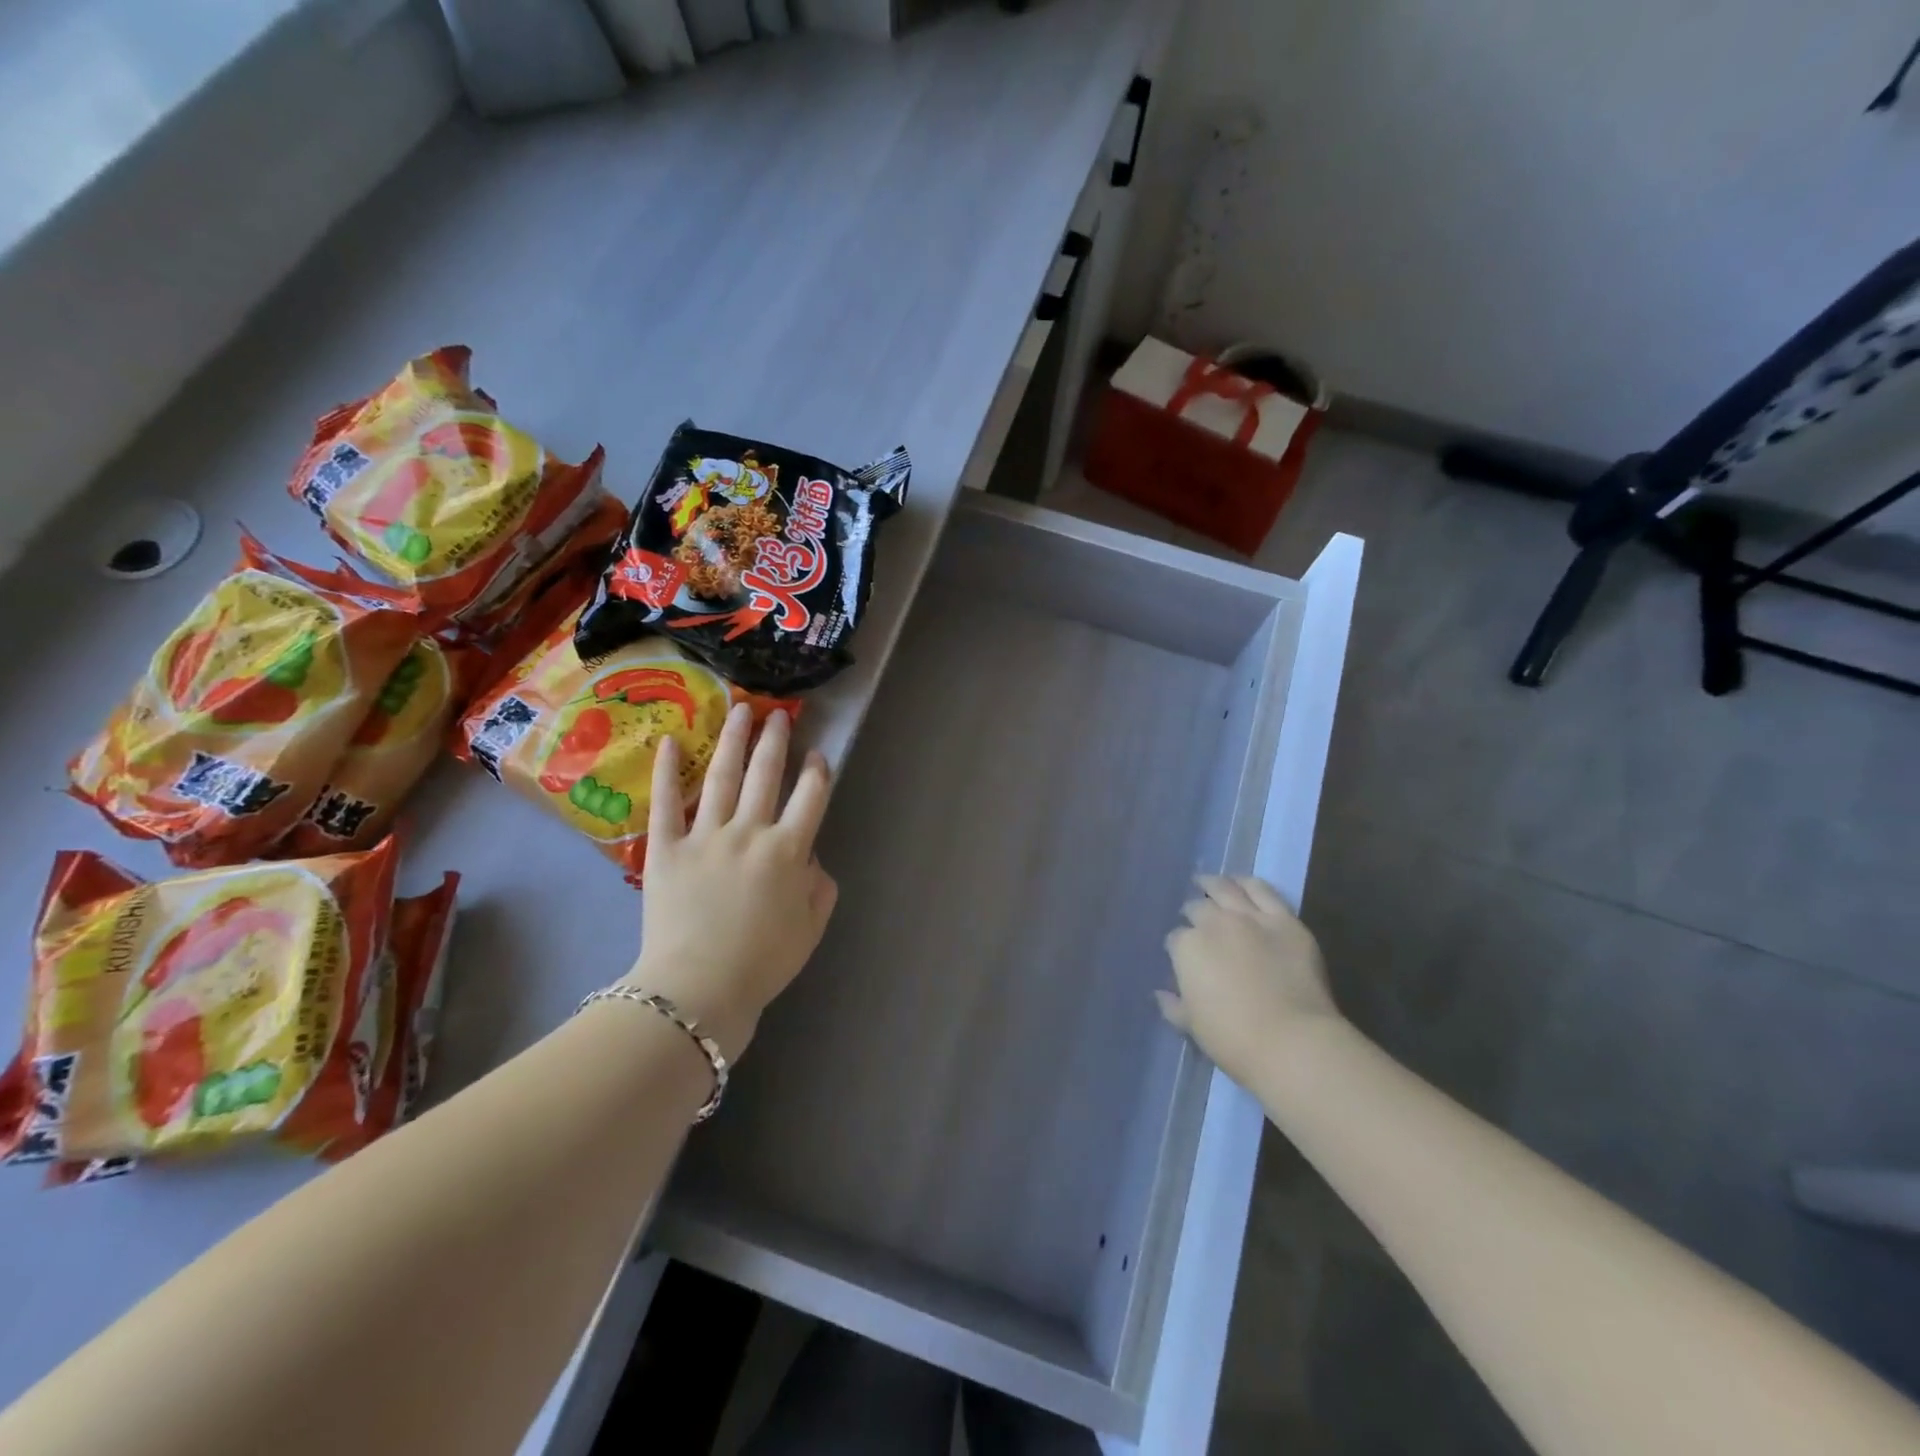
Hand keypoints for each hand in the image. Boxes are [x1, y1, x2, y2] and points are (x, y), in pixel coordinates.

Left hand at [620, 703, 838, 1061]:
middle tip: (778, 713)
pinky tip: (671, 741)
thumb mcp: (810, 928)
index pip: (810, 798)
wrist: (697, 991)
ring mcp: (705, 836)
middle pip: (767, 775)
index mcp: (788, 851)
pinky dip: (668, 771)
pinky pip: (666, 803)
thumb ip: (819, 886)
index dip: (817, 773)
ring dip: (734, 741)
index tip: (817, 756)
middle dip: (775, 741)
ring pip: (723, 777)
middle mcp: (750, 832)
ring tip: (740, 710)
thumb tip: (810, 858)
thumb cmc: (761, 964)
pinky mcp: (666, 848)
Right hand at [1157, 875, 1338, 1089]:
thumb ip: (1174, 1006)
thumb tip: (1161, 994)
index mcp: (1187, 948)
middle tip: (1194, 917)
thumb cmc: (1234, 1039)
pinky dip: (1248, 883)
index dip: (1178, 946)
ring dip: (1213, 884)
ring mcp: (1250, 917)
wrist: (1292, 1041)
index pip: (1175, 939)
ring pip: (1226, 889)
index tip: (1182, 956)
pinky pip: (1263, 891)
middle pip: (1198, 909)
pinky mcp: (1284, 919)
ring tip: (1207, 883)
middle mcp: (1214, 923)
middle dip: (1193, 913)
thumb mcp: (1193, 1026)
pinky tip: (1241, 882)